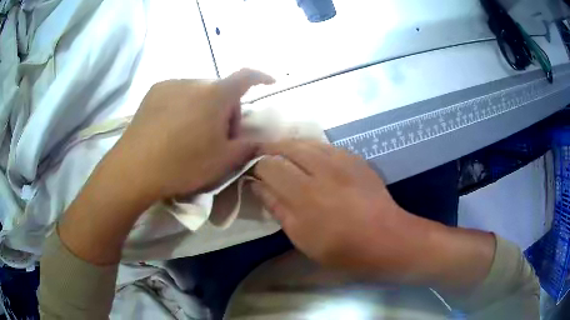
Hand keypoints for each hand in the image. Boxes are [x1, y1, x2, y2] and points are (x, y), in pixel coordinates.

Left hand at [112, 69, 273, 199]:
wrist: (135, 168)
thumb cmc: (183, 164)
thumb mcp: (222, 162)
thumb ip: (247, 148)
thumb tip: (259, 142)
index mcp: (215, 95)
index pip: (246, 76)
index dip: (261, 77)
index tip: (269, 82)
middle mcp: (194, 81)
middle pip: (220, 91)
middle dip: (224, 111)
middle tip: (216, 138)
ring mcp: (171, 84)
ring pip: (198, 93)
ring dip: (203, 108)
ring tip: (190, 136)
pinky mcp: (153, 92)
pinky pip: (178, 94)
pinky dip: (183, 106)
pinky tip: (171, 129)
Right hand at [251, 140, 420, 275]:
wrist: (385, 237)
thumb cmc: (341, 247)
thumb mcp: (302, 237)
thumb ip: (278, 208)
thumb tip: (257, 185)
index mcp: (304, 195)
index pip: (269, 166)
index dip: (256, 166)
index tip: (252, 173)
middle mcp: (321, 170)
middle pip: (286, 146)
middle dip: (269, 150)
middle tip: (262, 159)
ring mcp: (341, 160)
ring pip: (305, 141)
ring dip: (289, 146)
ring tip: (282, 155)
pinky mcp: (354, 158)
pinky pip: (325, 145)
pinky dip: (310, 148)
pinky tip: (309, 157)